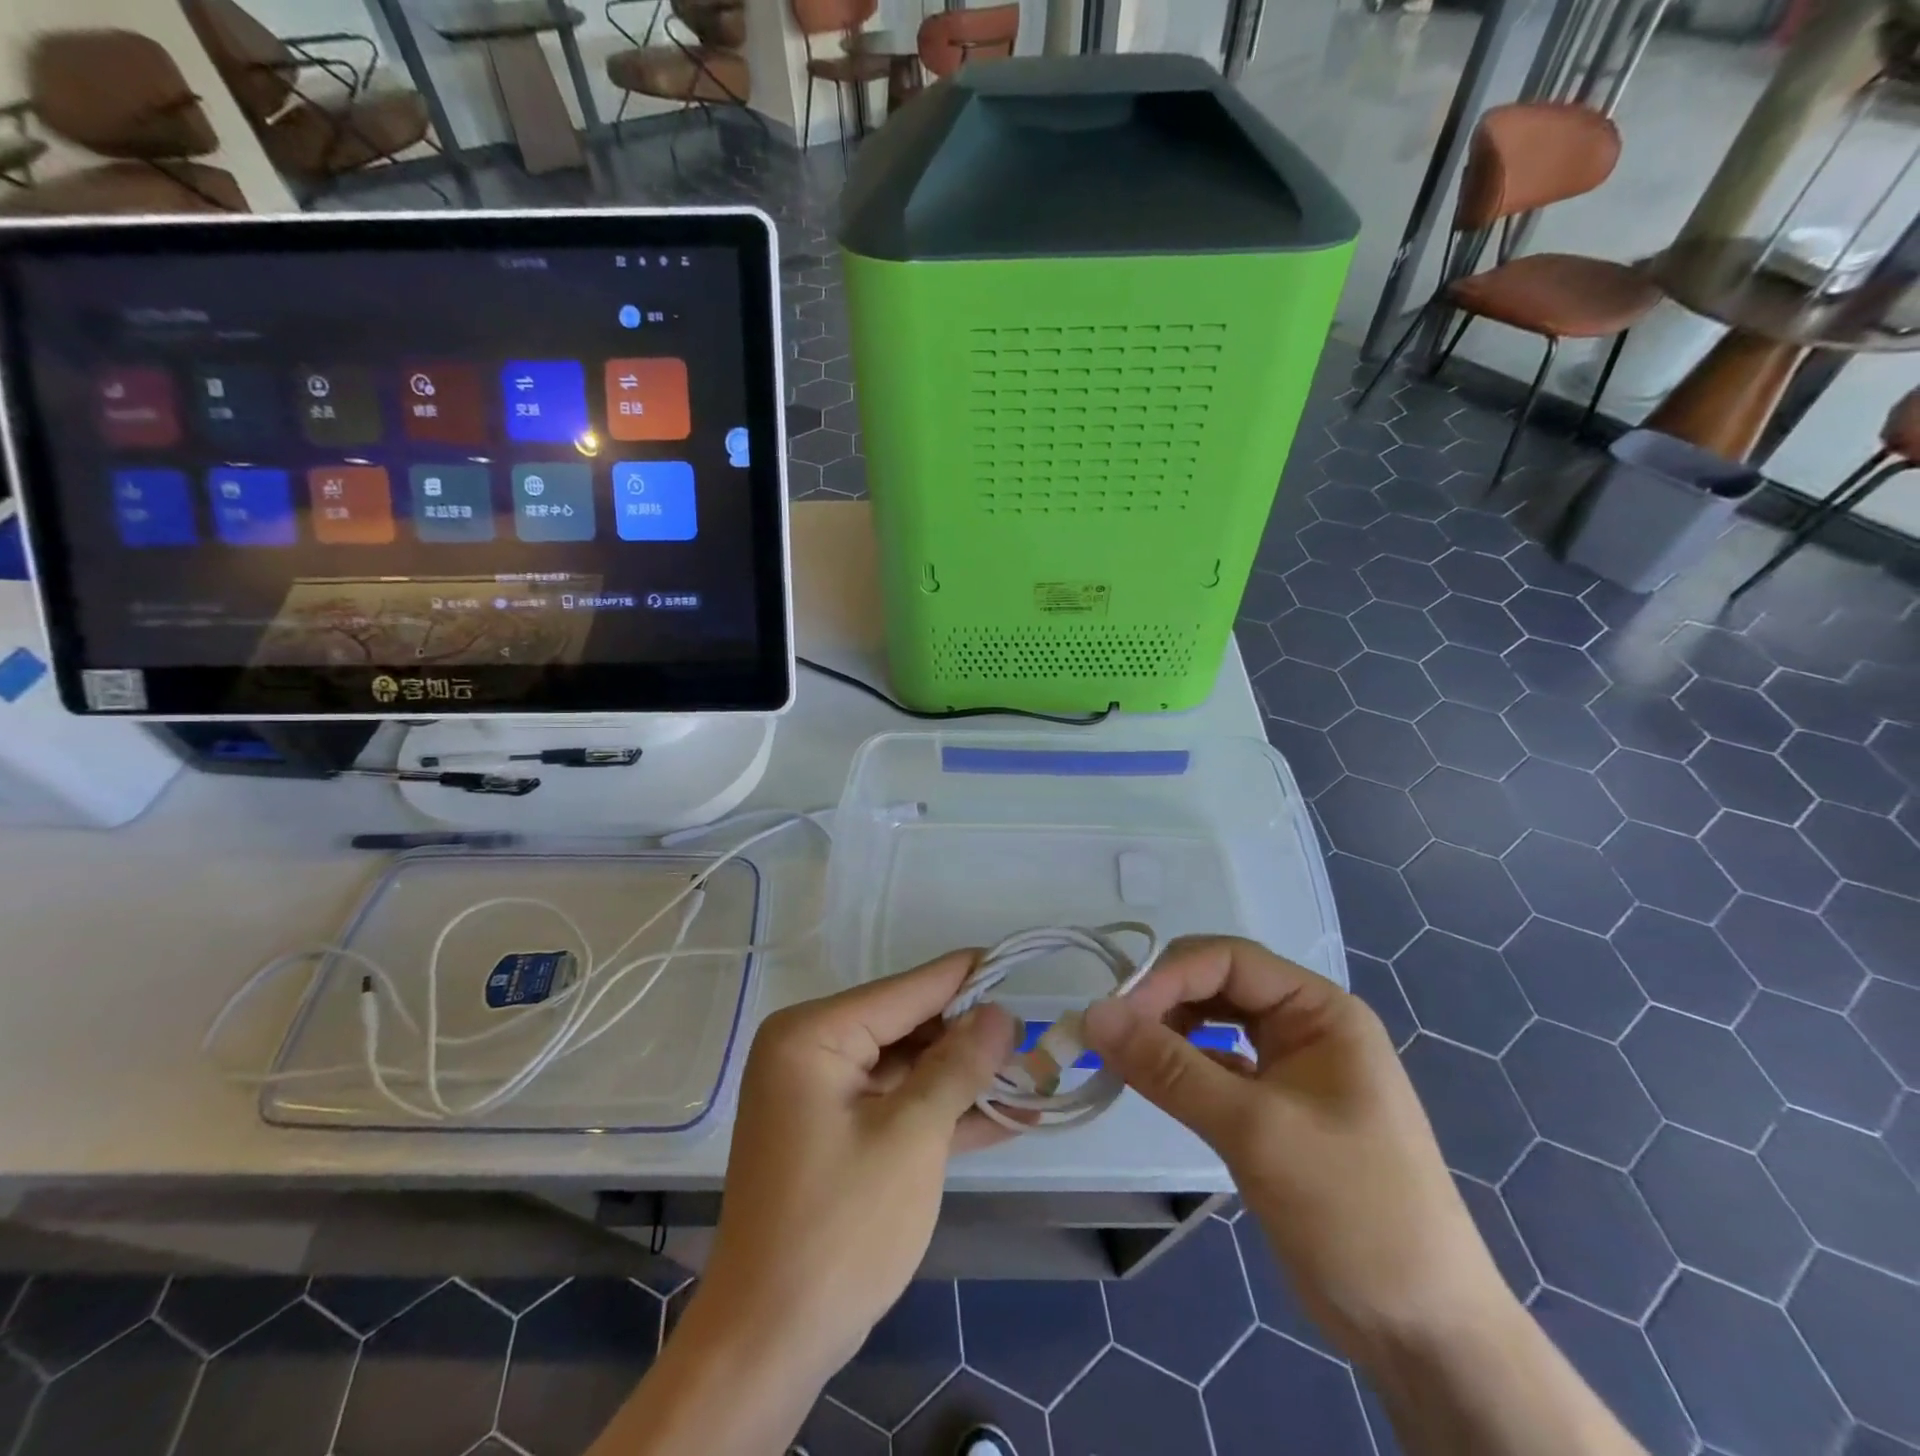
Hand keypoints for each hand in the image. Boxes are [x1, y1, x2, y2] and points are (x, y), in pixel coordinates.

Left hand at [693, 952, 1020, 1378]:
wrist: (768, 1345)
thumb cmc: (840, 1229)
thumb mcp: (911, 1138)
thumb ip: (958, 1067)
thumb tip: (1000, 1012)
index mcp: (814, 1034)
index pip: (906, 990)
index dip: (967, 978)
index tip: (1020, 963)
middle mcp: (812, 1049)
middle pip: (908, 1026)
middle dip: (972, 1038)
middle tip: (1038, 1040)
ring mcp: (822, 1093)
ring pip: (909, 1068)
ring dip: (966, 1080)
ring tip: (1036, 1077)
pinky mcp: (836, 1132)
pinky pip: (897, 1104)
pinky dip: (943, 1112)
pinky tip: (1006, 1117)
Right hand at [1081, 936, 1511, 1363]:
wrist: (1423, 1334)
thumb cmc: (1353, 1211)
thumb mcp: (1256, 1131)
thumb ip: (1170, 1069)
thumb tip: (1092, 1014)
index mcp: (1320, 1010)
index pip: (1229, 960)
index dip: (1169, 976)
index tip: (1116, 1016)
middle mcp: (1305, 1026)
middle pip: (1218, 986)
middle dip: (1164, 1003)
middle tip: (1112, 1037)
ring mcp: (1291, 1068)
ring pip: (1213, 1024)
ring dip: (1168, 1034)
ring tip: (1125, 1061)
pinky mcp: (1274, 1109)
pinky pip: (1216, 1067)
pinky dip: (1182, 1070)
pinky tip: (1155, 1087)